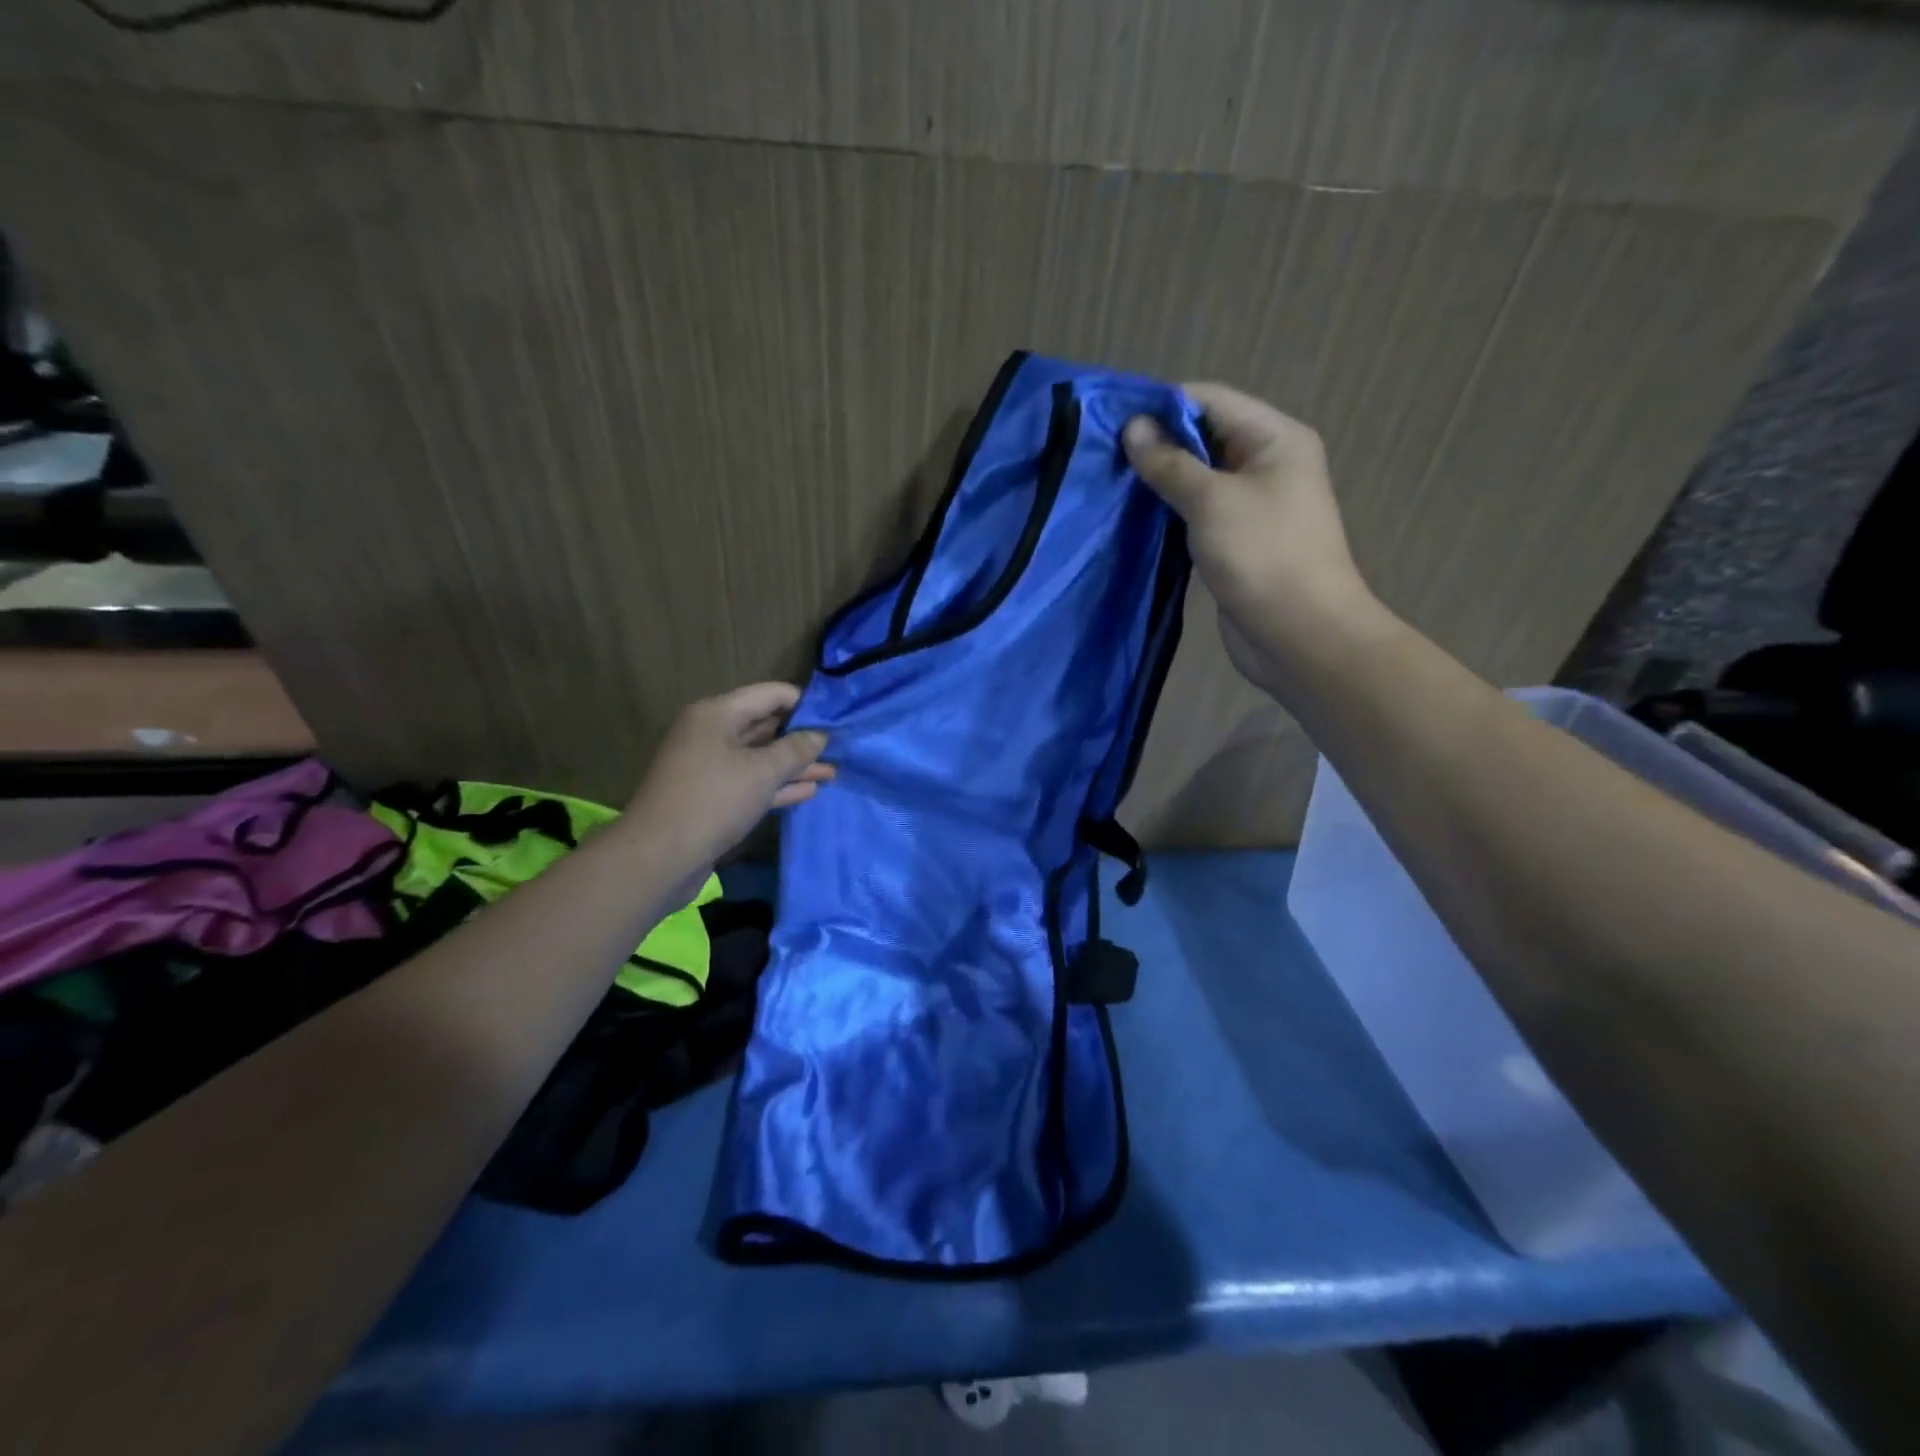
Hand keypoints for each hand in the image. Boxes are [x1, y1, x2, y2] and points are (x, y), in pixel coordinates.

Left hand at [624, 683, 833, 879]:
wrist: (659, 858)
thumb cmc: (713, 801)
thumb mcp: (762, 772)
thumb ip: (796, 750)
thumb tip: (820, 734)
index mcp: (716, 714)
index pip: (769, 694)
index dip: (803, 703)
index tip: (835, 717)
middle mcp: (710, 734)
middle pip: (764, 725)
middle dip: (800, 736)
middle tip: (838, 746)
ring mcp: (709, 767)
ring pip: (759, 758)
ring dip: (793, 765)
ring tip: (831, 771)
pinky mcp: (711, 797)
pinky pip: (749, 783)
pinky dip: (777, 785)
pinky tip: (808, 791)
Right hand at [1124, 384, 1386, 693]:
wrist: (1299, 635)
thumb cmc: (1262, 556)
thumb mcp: (1211, 501)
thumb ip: (1170, 463)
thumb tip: (1133, 428)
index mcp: (1275, 439)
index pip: (1211, 400)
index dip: (1162, 406)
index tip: (1112, 421)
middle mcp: (1266, 465)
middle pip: (1204, 438)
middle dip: (1156, 445)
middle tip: (1103, 456)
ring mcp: (1251, 507)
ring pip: (1197, 480)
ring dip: (1159, 482)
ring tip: (1110, 484)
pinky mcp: (1236, 542)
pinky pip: (1197, 515)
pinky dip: (1168, 513)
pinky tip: (1133, 518)